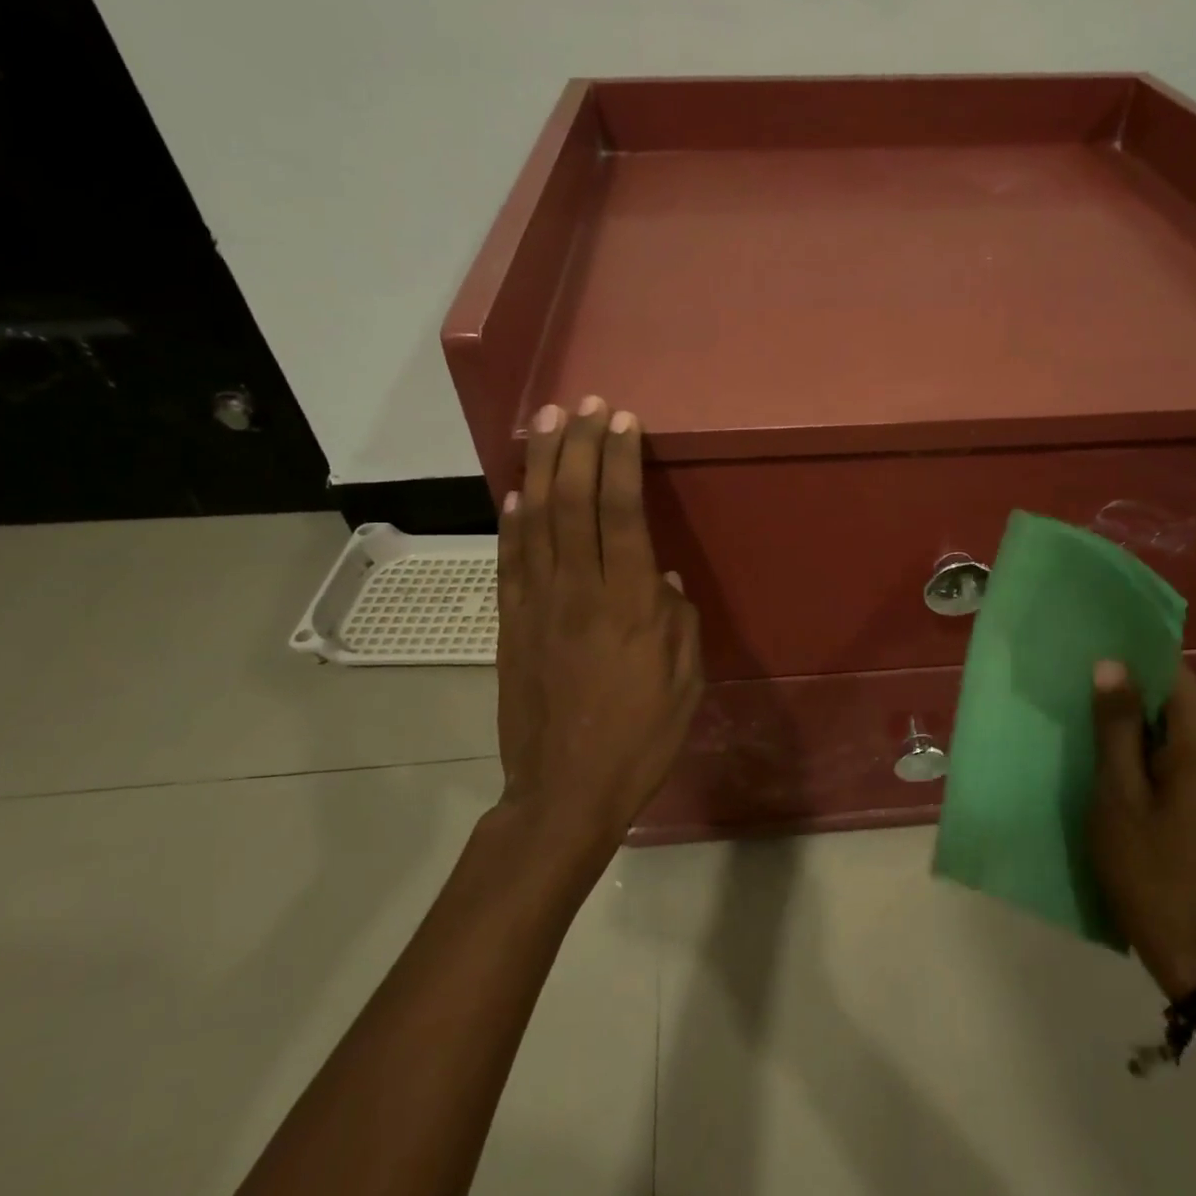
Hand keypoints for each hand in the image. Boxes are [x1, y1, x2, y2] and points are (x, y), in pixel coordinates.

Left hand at [495, 396, 702, 854]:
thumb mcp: (685, 680)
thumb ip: (677, 620)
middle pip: (573, 500)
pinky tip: (516, 491)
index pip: (621, 512)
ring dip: (541, 464)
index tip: (623, 422)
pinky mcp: (510, 623)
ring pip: (536, 518)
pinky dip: (512, 519)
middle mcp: (579, 591)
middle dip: (578, 445)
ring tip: (545, 421)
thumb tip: (663, 577)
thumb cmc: (641, 738)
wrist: (564, 790)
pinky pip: (510, 559)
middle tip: (584, 404)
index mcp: (631, 604)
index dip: (619, 460)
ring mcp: (537, 604)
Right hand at [1088, 661, 1195, 998]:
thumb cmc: (1150, 868)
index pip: (1172, 672)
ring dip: (1137, 723)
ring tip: (1087, 721)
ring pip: (1178, 727)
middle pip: (1176, 698)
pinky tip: (1116, 761)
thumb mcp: (1118, 794)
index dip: (1131, 657)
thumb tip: (1110, 664)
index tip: (1089, 650)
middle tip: (1075, 688)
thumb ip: (1116, 726)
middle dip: (1128, 691)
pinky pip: (1185, 754)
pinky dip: (1152, 749)